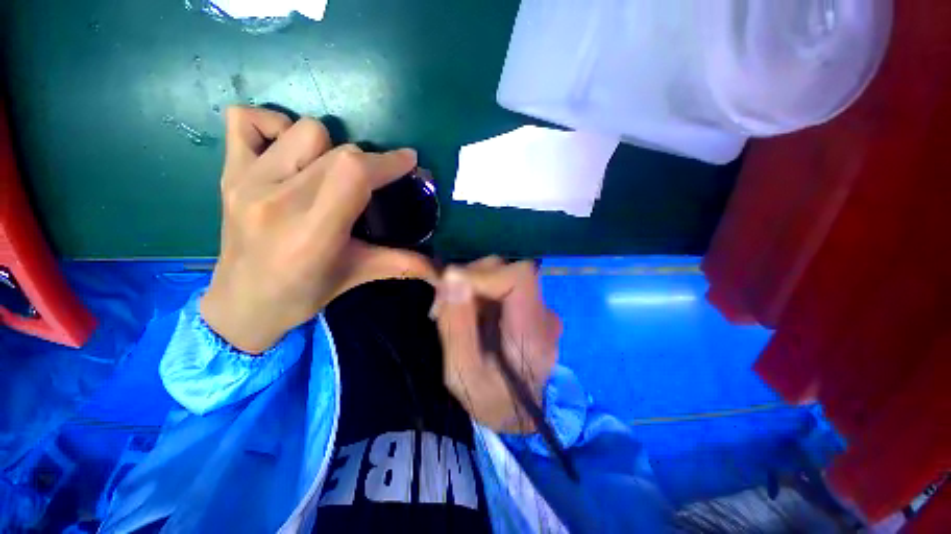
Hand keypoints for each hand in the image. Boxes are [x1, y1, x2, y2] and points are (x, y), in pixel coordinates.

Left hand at [201, 107, 421, 353]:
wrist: (241, 303)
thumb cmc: (303, 294)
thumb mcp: (357, 276)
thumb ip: (402, 264)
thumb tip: (440, 268)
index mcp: (312, 232)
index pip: (353, 174)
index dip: (387, 162)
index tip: (408, 161)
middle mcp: (276, 199)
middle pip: (339, 153)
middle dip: (369, 162)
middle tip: (373, 183)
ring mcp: (247, 181)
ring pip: (305, 131)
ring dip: (330, 148)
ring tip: (330, 174)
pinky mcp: (228, 173)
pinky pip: (247, 119)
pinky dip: (274, 125)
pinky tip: (288, 153)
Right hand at [433, 258, 561, 433]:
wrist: (516, 414)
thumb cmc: (489, 400)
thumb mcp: (461, 372)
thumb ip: (457, 325)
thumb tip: (452, 276)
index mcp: (534, 333)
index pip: (520, 276)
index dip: (484, 274)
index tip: (452, 289)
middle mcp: (545, 314)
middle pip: (508, 270)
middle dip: (470, 279)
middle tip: (442, 307)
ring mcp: (541, 309)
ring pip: (503, 274)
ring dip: (472, 285)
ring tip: (452, 312)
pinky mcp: (531, 307)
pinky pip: (502, 284)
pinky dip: (480, 291)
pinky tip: (469, 312)